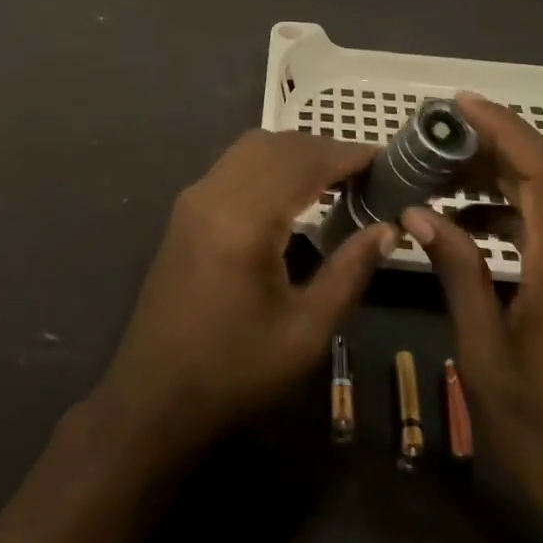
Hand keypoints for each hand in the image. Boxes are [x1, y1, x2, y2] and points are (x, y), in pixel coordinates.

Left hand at [89, 130, 392, 458]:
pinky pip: (234, 165)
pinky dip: (270, 164)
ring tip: (337, 181)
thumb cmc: (235, 372)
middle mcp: (214, 193)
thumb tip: (388, 228)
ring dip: (295, 153)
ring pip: (252, 148)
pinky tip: (294, 193)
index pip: (304, 162)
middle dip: (324, 150)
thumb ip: (349, 272)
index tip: (387, 161)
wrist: (154, 397)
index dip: (348, 155)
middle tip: (366, 175)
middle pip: (277, 145)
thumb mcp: (305, 332)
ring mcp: (194, 198)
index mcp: (244, 220)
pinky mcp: (186, 210)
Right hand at [402, 93, 542, 542]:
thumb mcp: (485, 354)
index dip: (503, 126)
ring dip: (499, 177)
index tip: (457, 105)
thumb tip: (419, 212)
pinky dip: (512, 211)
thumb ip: (457, 272)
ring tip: (440, 176)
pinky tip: (469, 226)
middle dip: (491, 146)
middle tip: (432, 140)